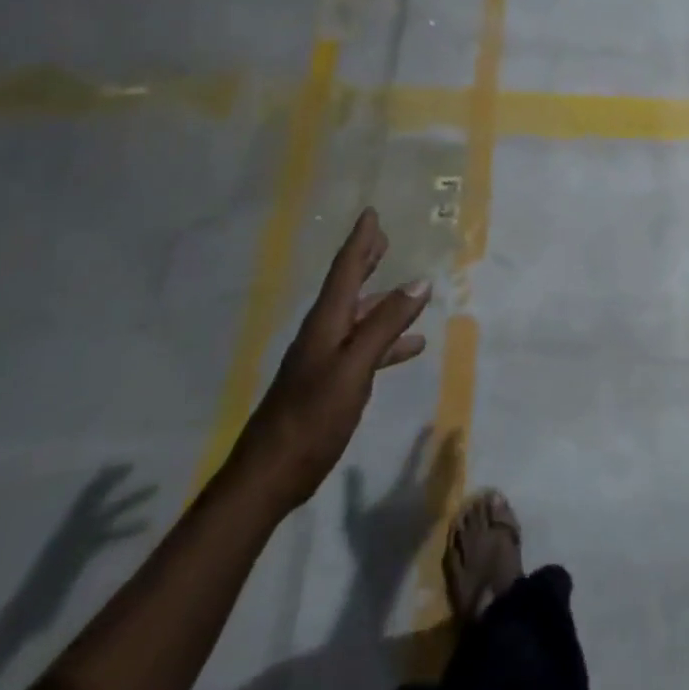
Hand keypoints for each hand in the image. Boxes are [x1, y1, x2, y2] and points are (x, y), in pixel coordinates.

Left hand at [226, 210, 431, 511]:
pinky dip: (387, 341)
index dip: (360, 242)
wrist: (269, 475)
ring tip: (409, 292)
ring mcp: (325, 361)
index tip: (371, 214)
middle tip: (383, 239)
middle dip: (366, 262)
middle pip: (348, 288)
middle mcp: (323, 335)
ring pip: (359, 319)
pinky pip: (364, 349)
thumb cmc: (312, 416)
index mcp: (325, 324)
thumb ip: (385, 325)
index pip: (345, 271)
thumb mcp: (354, 367)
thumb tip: (419, 283)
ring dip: (382, 302)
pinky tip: (409, 347)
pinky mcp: (330, 384)